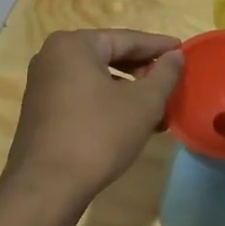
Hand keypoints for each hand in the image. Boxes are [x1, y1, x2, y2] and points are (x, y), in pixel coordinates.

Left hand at [4, 29, 182, 204]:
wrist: (47, 186)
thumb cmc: (99, 135)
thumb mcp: (143, 103)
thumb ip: (164, 74)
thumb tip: (175, 56)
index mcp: (74, 45)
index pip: (127, 39)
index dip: (159, 46)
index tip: (183, 51)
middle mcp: (52, 57)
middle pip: (109, 56)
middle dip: (143, 71)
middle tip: (171, 83)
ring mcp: (43, 85)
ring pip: (97, 79)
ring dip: (128, 91)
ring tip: (157, 109)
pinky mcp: (41, 111)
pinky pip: (83, 96)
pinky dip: (108, 103)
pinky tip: (131, 123)